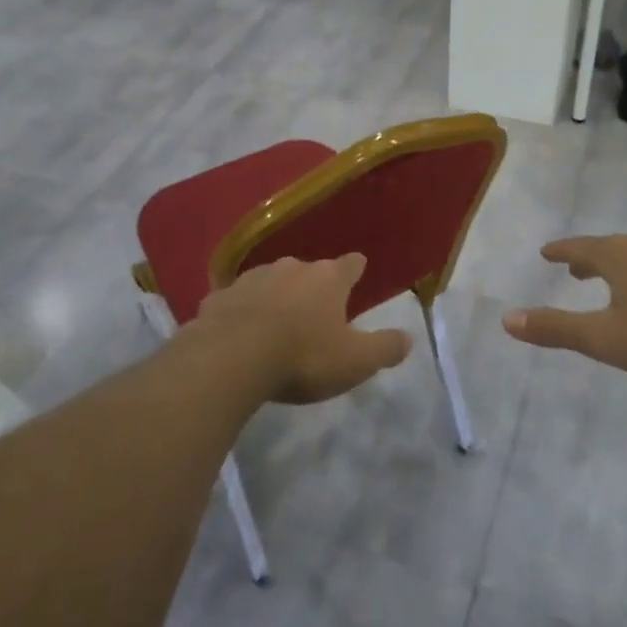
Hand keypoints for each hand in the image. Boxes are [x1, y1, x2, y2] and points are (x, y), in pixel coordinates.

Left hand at [190, 252, 410, 403]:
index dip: (355, 269)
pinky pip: (235, 301)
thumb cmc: (303, 357)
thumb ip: (385, 348)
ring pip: (270, 281)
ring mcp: (251, 279)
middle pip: (308, 271)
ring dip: (276, 296)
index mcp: (328, 279)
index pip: (350, 264)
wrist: (231, 359)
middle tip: (315, 310)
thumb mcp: (355, 361)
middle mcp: (291, 268)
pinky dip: (241, 311)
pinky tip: (238, 330)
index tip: (358, 269)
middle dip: (312, 286)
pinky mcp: (218, 297)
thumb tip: (408, 338)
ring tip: (276, 320)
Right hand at [502, 233, 626, 376]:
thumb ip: (556, 329)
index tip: (547, 252)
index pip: (580, 248)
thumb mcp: (604, 338)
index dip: (561, 251)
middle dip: (591, 259)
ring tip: (618, 279)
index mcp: (617, 257)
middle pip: (611, 248)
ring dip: (624, 265)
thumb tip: (506, 318)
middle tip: (576, 270)